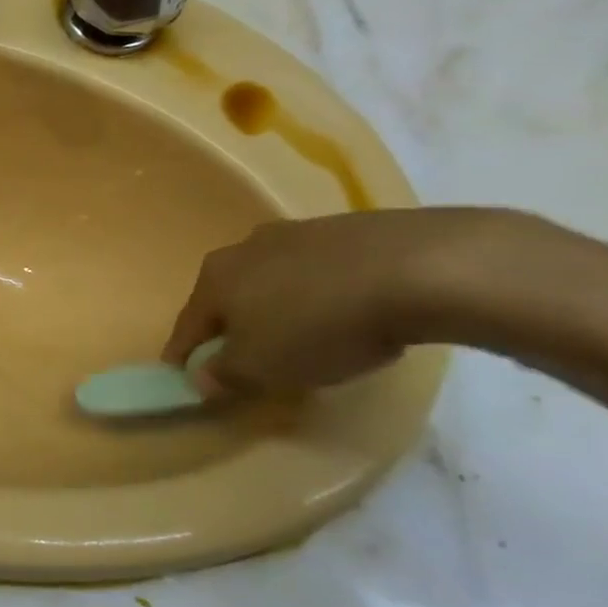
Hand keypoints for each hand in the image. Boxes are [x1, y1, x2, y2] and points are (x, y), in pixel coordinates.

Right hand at [162, 208, 514, 394]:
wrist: (424, 268)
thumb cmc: (320, 325)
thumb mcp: (261, 368)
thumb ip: (223, 375)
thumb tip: (202, 377)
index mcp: (214, 278)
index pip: (187, 325)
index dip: (183, 355)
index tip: (185, 377)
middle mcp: (245, 248)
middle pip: (228, 297)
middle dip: (232, 326)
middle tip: (248, 358)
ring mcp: (299, 233)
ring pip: (274, 280)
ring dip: (278, 307)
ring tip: (305, 337)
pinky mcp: (351, 229)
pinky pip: (321, 270)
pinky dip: (322, 293)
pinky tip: (349, 314)